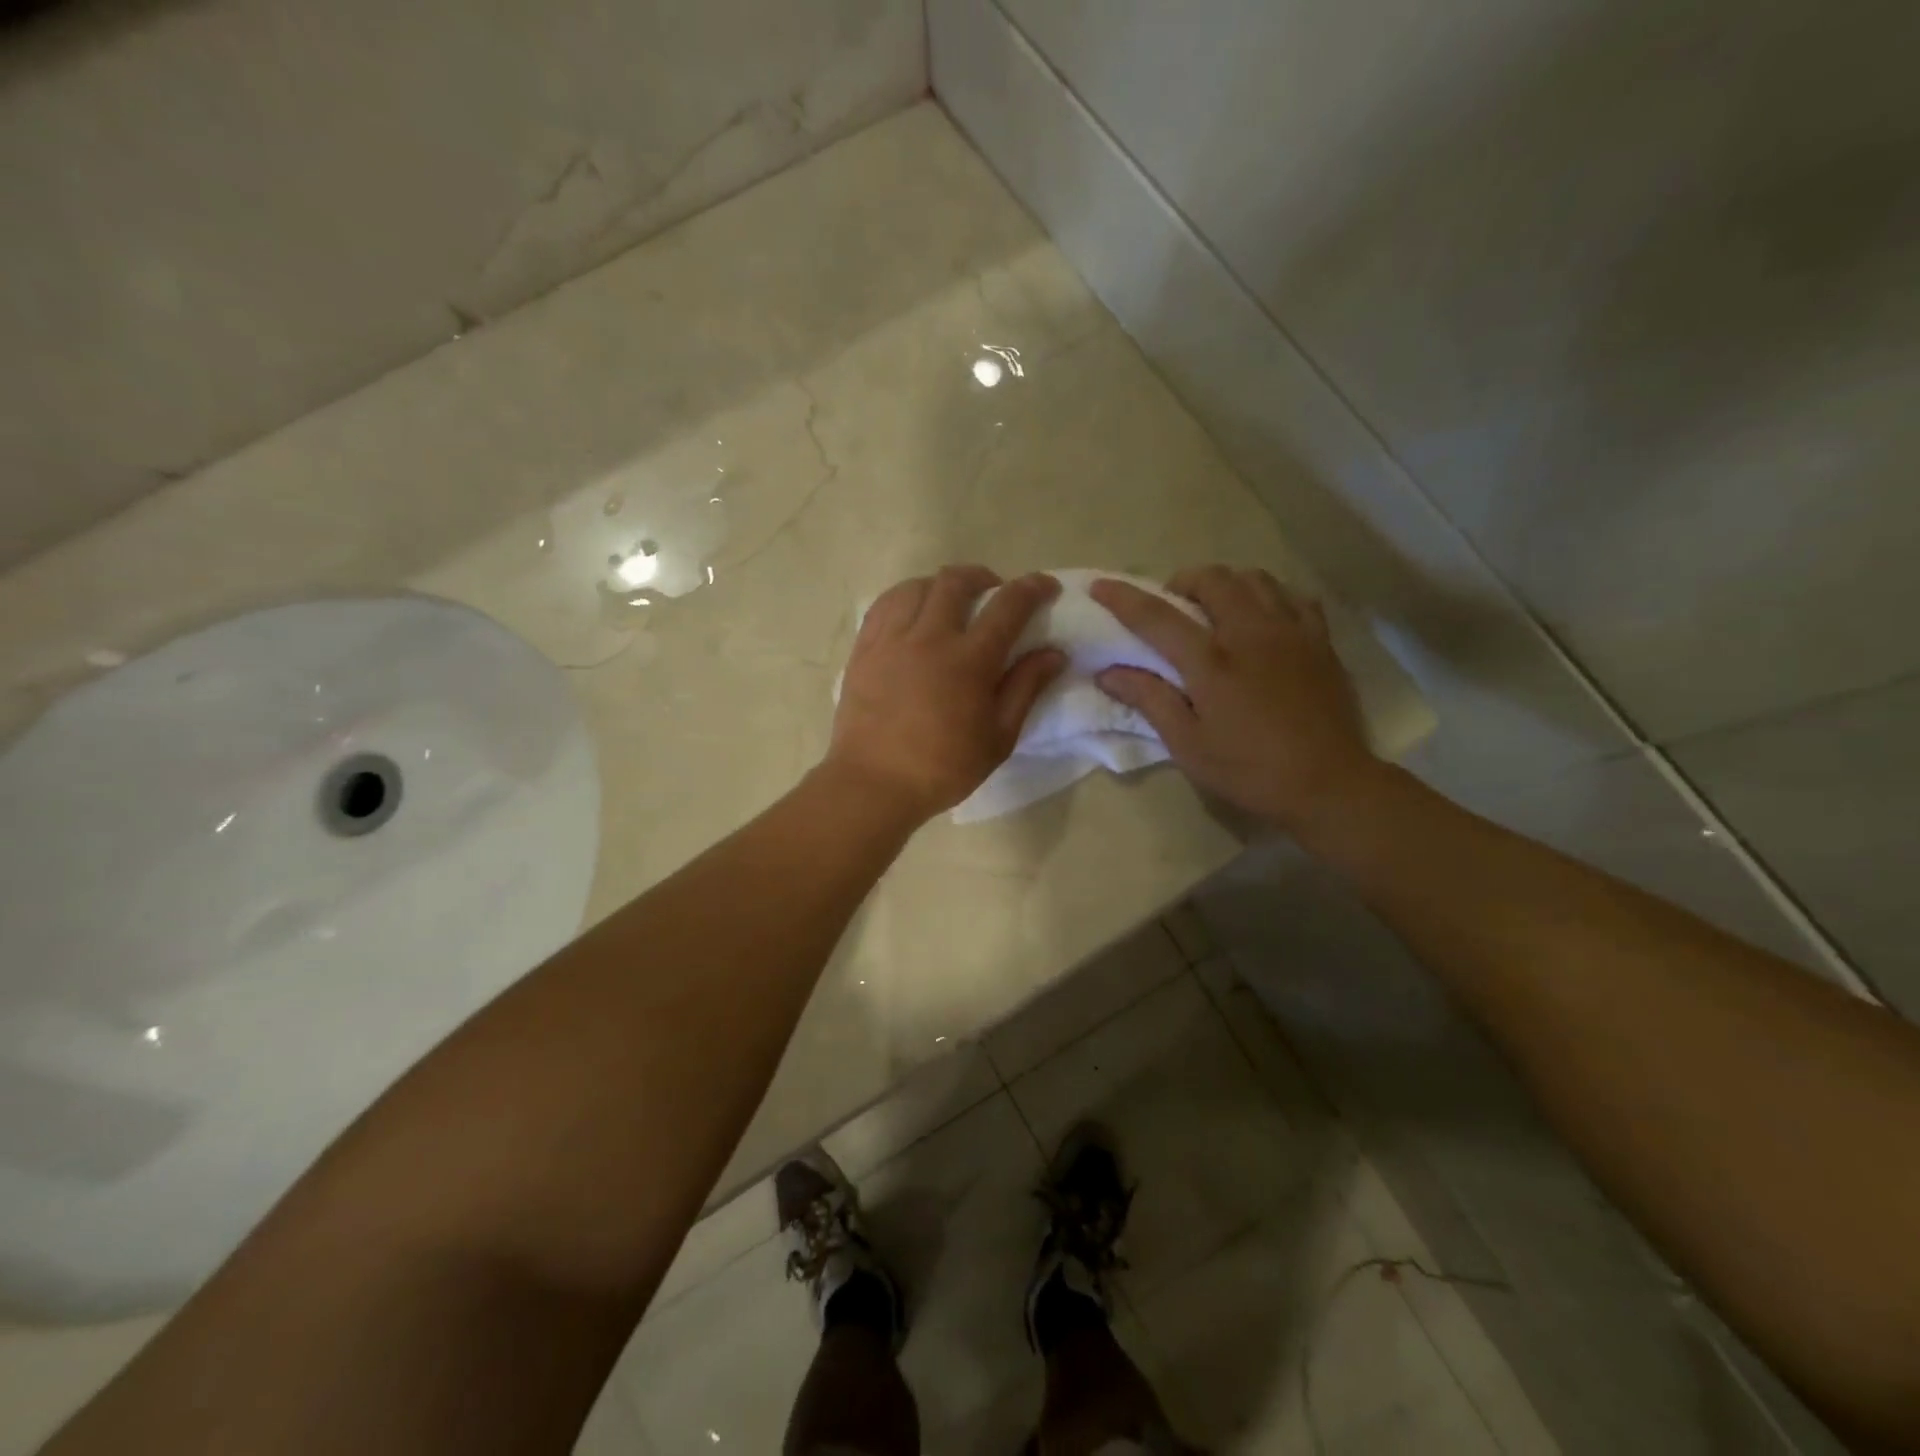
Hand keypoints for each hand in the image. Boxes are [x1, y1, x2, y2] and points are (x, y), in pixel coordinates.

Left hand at [826, 566, 1065, 823]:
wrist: (874, 783)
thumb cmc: (944, 768)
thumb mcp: (999, 737)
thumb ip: (1026, 688)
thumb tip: (1054, 653)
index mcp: (969, 660)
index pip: (1008, 606)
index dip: (1032, 588)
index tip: (1045, 586)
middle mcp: (929, 637)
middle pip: (956, 582)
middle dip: (983, 577)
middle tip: (993, 592)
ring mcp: (891, 640)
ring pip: (917, 586)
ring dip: (941, 585)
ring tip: (950, 601)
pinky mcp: (864, 649)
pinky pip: (885, 605)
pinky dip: (906, 598)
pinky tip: (913, 612)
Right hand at [1090, 566, 1375, 830]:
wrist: (1329, 783)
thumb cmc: (1249, 770)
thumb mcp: (1188, 745)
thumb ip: (1149, 700)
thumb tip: (1108, 674)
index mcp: (1211, 663)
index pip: (1157, 617)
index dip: (1124, 599)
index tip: (1100, 586)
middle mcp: (1250, 634)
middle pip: (1212, 579)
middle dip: (1183, 582)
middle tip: (1172, 606)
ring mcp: (1291, 631)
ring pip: (1255, 578)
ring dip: (1226, 583)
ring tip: (1216, 607)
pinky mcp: (1320, 640)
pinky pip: (1294, 596)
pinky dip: (1269, 595)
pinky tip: (1262, 616)